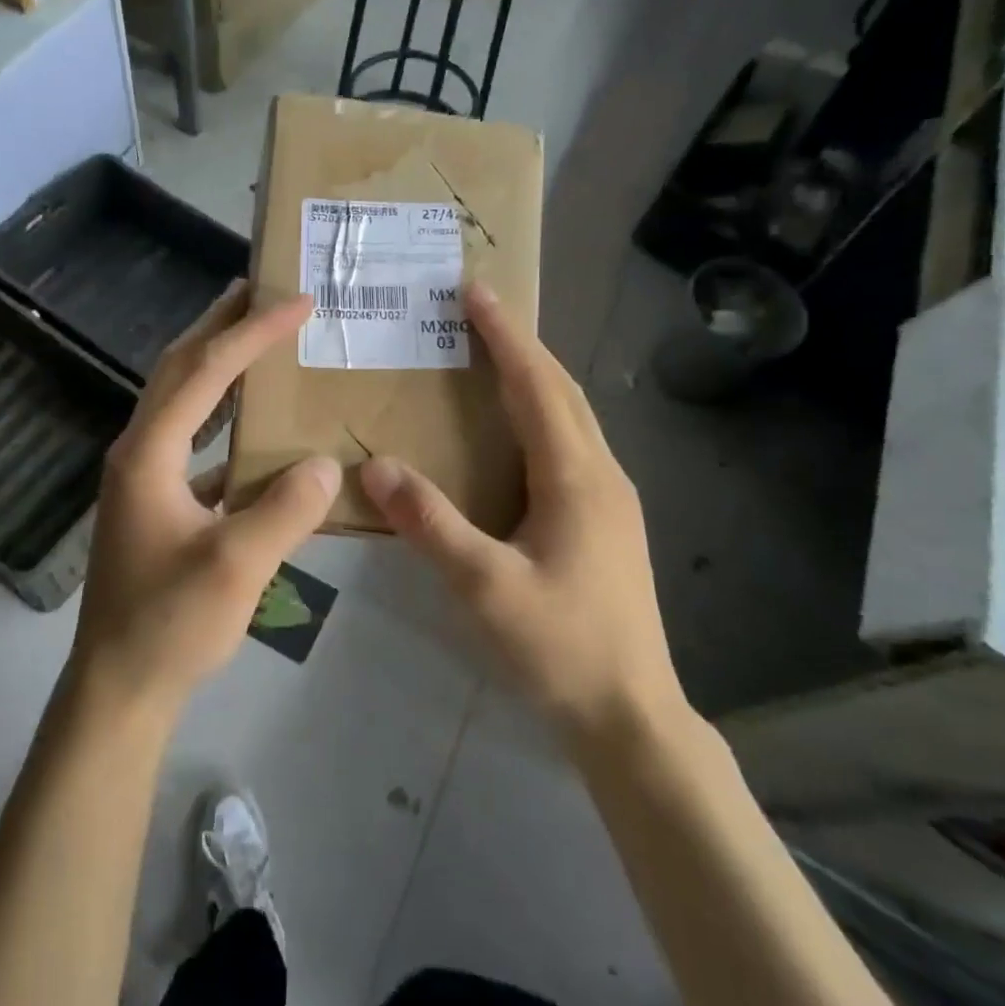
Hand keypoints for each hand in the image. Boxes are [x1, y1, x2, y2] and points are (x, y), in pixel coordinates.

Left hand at [72, 284, 340, 720]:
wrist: (119, 684)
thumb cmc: (170, 623)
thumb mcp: (237, 566)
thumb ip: (285, 509)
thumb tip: (324, 463)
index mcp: (149, 453)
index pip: (204, 372)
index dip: (251, 332)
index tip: (295, 302)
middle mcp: (138, 451)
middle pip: (178, 369)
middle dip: (219, 325)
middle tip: (261, 290)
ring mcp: (143, 476)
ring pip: (180, 400)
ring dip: (215, 363)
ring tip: (255, 336)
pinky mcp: (155, 501)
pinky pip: (191, 439)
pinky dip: (221, 416)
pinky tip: (252, 424)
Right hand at [360, 283, 683, 744]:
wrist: (630, 714)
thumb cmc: (559, 647)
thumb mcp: (484, 587)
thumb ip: (430, 523)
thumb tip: (374, 466)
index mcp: (575, 477)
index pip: (536, 385)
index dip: (505, 335)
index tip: (475, 290)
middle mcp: (601, 473)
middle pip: (561, 390)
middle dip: (521, 344)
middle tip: (478, 310)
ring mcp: (611, 498)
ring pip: (571, 416)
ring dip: (534, 376)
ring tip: (491, 356)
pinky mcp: (606, 521)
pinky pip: (570, 444)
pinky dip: (540, 414)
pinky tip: (514, 432)